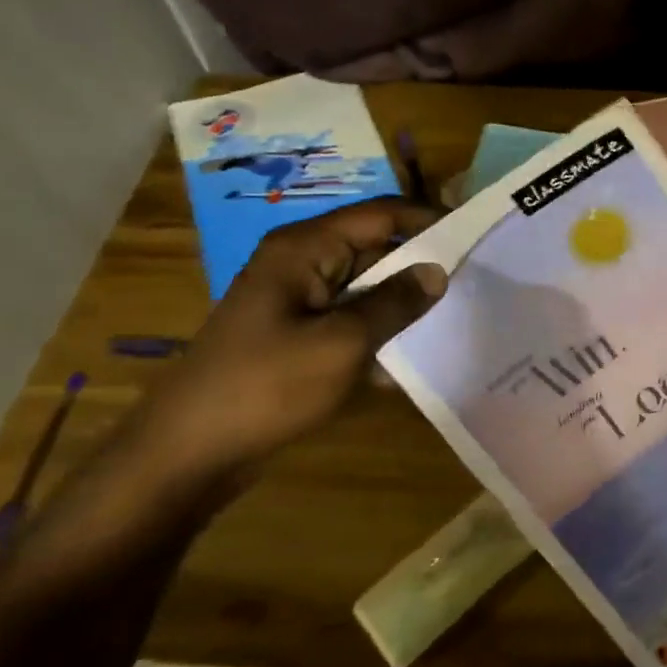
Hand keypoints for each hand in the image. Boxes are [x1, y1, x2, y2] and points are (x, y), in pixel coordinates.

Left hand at [130, 199, 446, 481]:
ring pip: (366, 287)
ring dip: (403, 302)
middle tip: (476, 282)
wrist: (191, 451)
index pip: (381, 214)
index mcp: (305, 248)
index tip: (475, 240)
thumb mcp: (341, 343)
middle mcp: (302, 263)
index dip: (428, 221)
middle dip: (421, 264)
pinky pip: (350, 321)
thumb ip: (394, 303)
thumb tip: (437, 271)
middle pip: (374, 248)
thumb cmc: (266, 386)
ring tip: (457, 316)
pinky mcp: (298, 335)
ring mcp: (298, 301)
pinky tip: (415, 357)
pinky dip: (380, 332)